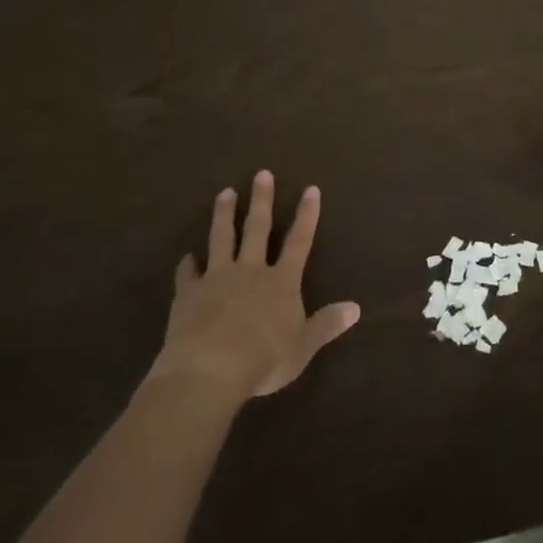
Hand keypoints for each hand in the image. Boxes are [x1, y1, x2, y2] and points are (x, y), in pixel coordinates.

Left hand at [151, 171, 360, 401]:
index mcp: (281, 282)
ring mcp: (217, 278)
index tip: (310, 189)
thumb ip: (327, 325)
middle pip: (257, 229)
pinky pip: (187, 274)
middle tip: (262, 174)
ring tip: (225, 193)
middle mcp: (251, 270)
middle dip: (262, 200)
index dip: (306, 215)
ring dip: (224, 215)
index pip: (299, 241)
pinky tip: (186, 257)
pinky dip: (187, 265)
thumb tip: (356, 307)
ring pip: (222, 239)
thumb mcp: (303, 347)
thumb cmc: (263, 359)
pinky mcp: (188, 293)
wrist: (209, 369)